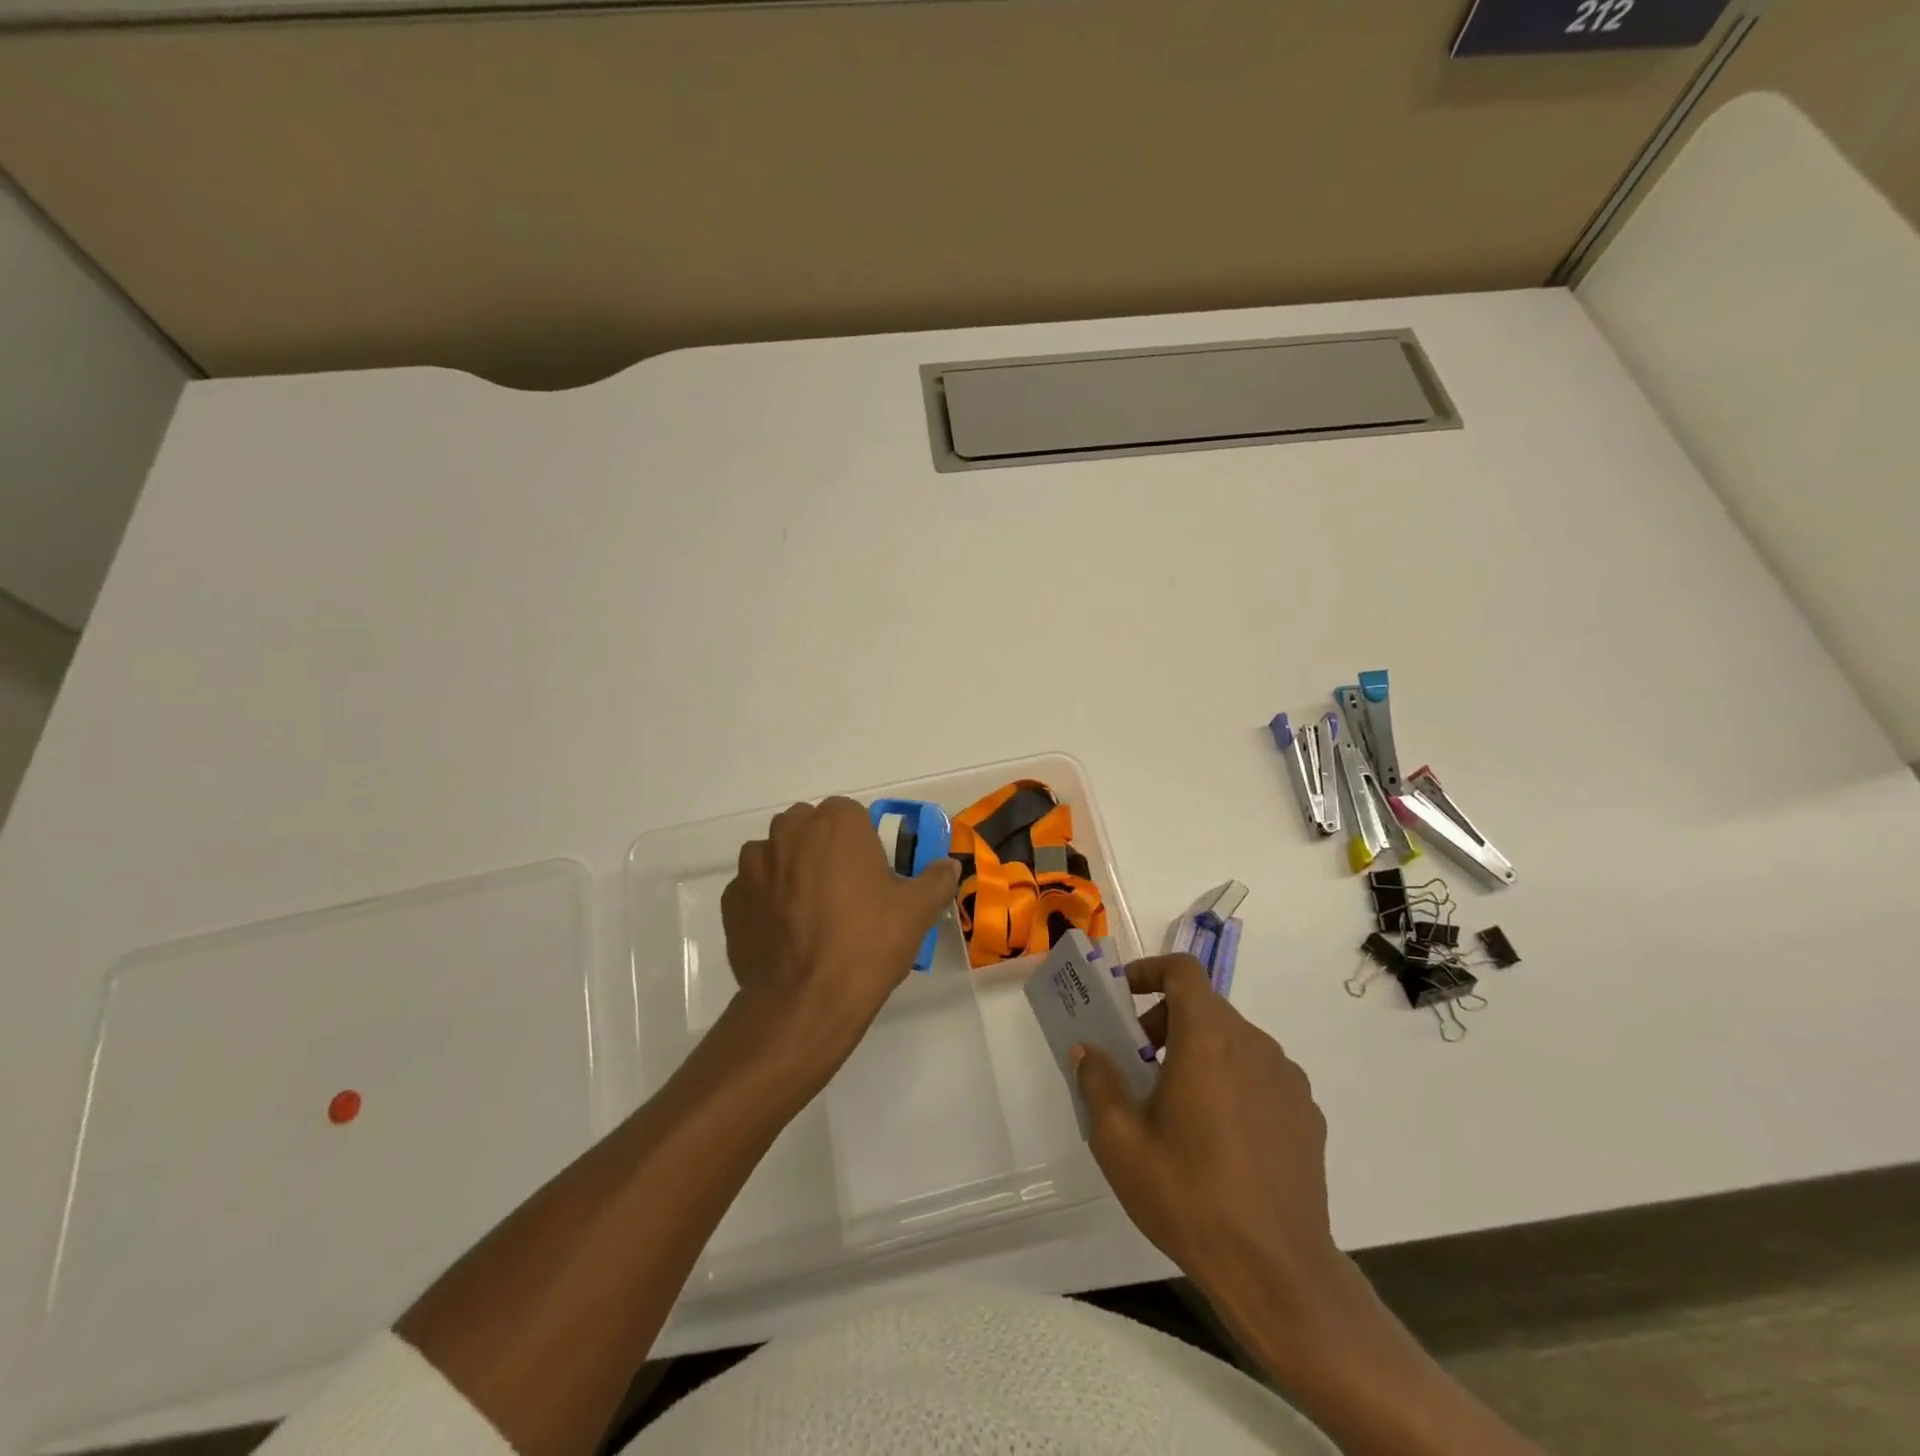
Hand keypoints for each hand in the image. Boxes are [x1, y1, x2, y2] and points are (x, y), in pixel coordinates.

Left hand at [721, 797, 959, 1060]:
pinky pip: (753, 889)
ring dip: (791, 872)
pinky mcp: (731, 900)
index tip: (872, 875)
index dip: (862, 843)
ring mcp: (754, 865)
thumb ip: (936, 879)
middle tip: (845, 893)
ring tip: (811, 915)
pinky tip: (786, 934)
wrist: (806, 1002)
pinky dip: (767, 902)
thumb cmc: (868, 944)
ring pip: (777, 855)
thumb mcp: (917, 911)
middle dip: (824, 850)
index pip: (850, 814)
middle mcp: (789, 832)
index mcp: (836, 823)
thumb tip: (948, 865)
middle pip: (809, 828)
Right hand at [1073, 955, 1344, 1343]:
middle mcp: (1254, 1044)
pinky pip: (1260, 1075)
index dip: (1149, 971)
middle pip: (1205, 1006)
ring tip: (1177, 1106)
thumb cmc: (1189, 1196)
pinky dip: (1232, 1081)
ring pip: (1233, 1041)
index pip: (1183, 971)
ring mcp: (1287, 1079)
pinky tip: (1220, 1137)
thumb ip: (1098, 1082)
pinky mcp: (1307, 1114)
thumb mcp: (1120, 1142)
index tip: (1123, 996)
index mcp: (1209, 1038)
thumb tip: (1087, 1051)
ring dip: (1199, 1051)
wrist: (1278, 1271)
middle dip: (1165, 1021)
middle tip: (1139, 1063)